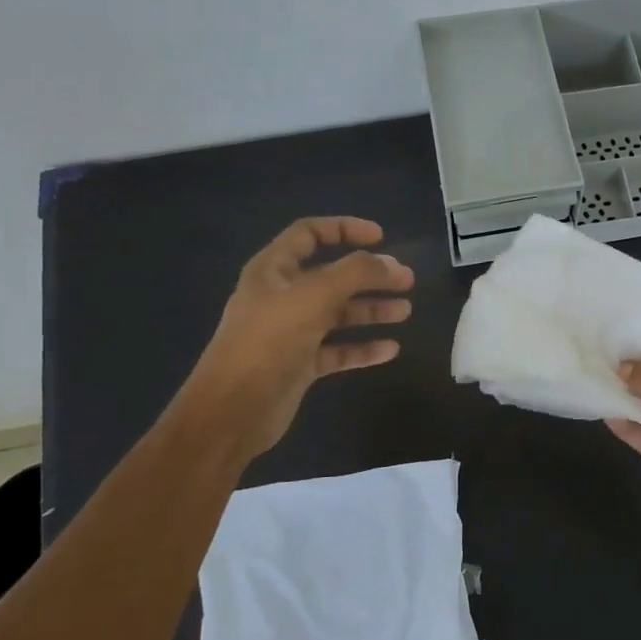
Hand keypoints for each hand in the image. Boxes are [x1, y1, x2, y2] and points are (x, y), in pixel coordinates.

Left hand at [187, 217, 413, 461]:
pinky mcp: (301, 365)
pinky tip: (390, 350)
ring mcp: (292, 332)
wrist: (233, 410)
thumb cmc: (268, 342)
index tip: (382, 238)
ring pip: (339, 314)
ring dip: (372, 311)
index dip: (344, 229)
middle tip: (406, 280)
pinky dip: (363, 348)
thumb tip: (393, 265)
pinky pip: (338, 350)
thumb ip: (356, 273)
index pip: (310, 234)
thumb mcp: (313, 297)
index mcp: (274, 270)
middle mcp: (282, 297)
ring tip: (405, 312)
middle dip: (370, 276)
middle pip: (332, 276)